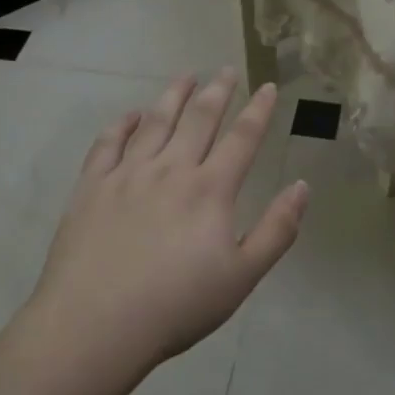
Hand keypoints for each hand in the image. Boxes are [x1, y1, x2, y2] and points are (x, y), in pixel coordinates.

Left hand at [32, 69, 308, 371]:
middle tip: (227, 69)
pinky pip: (108, 142)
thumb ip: (277, 230)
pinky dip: (123, 123)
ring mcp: (128, 174)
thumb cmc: (176, 306)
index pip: (242, 138)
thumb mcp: (242, 277)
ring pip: (156, 121)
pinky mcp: (92, 186)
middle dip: (218, 90)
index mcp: (210, 190)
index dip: (258, 110)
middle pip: (199, 118)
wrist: (96, 325)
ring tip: (186, 76)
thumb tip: (302, 186)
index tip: (268, 87)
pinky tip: (132, 114)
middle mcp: (171, 170)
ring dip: (174, 95)